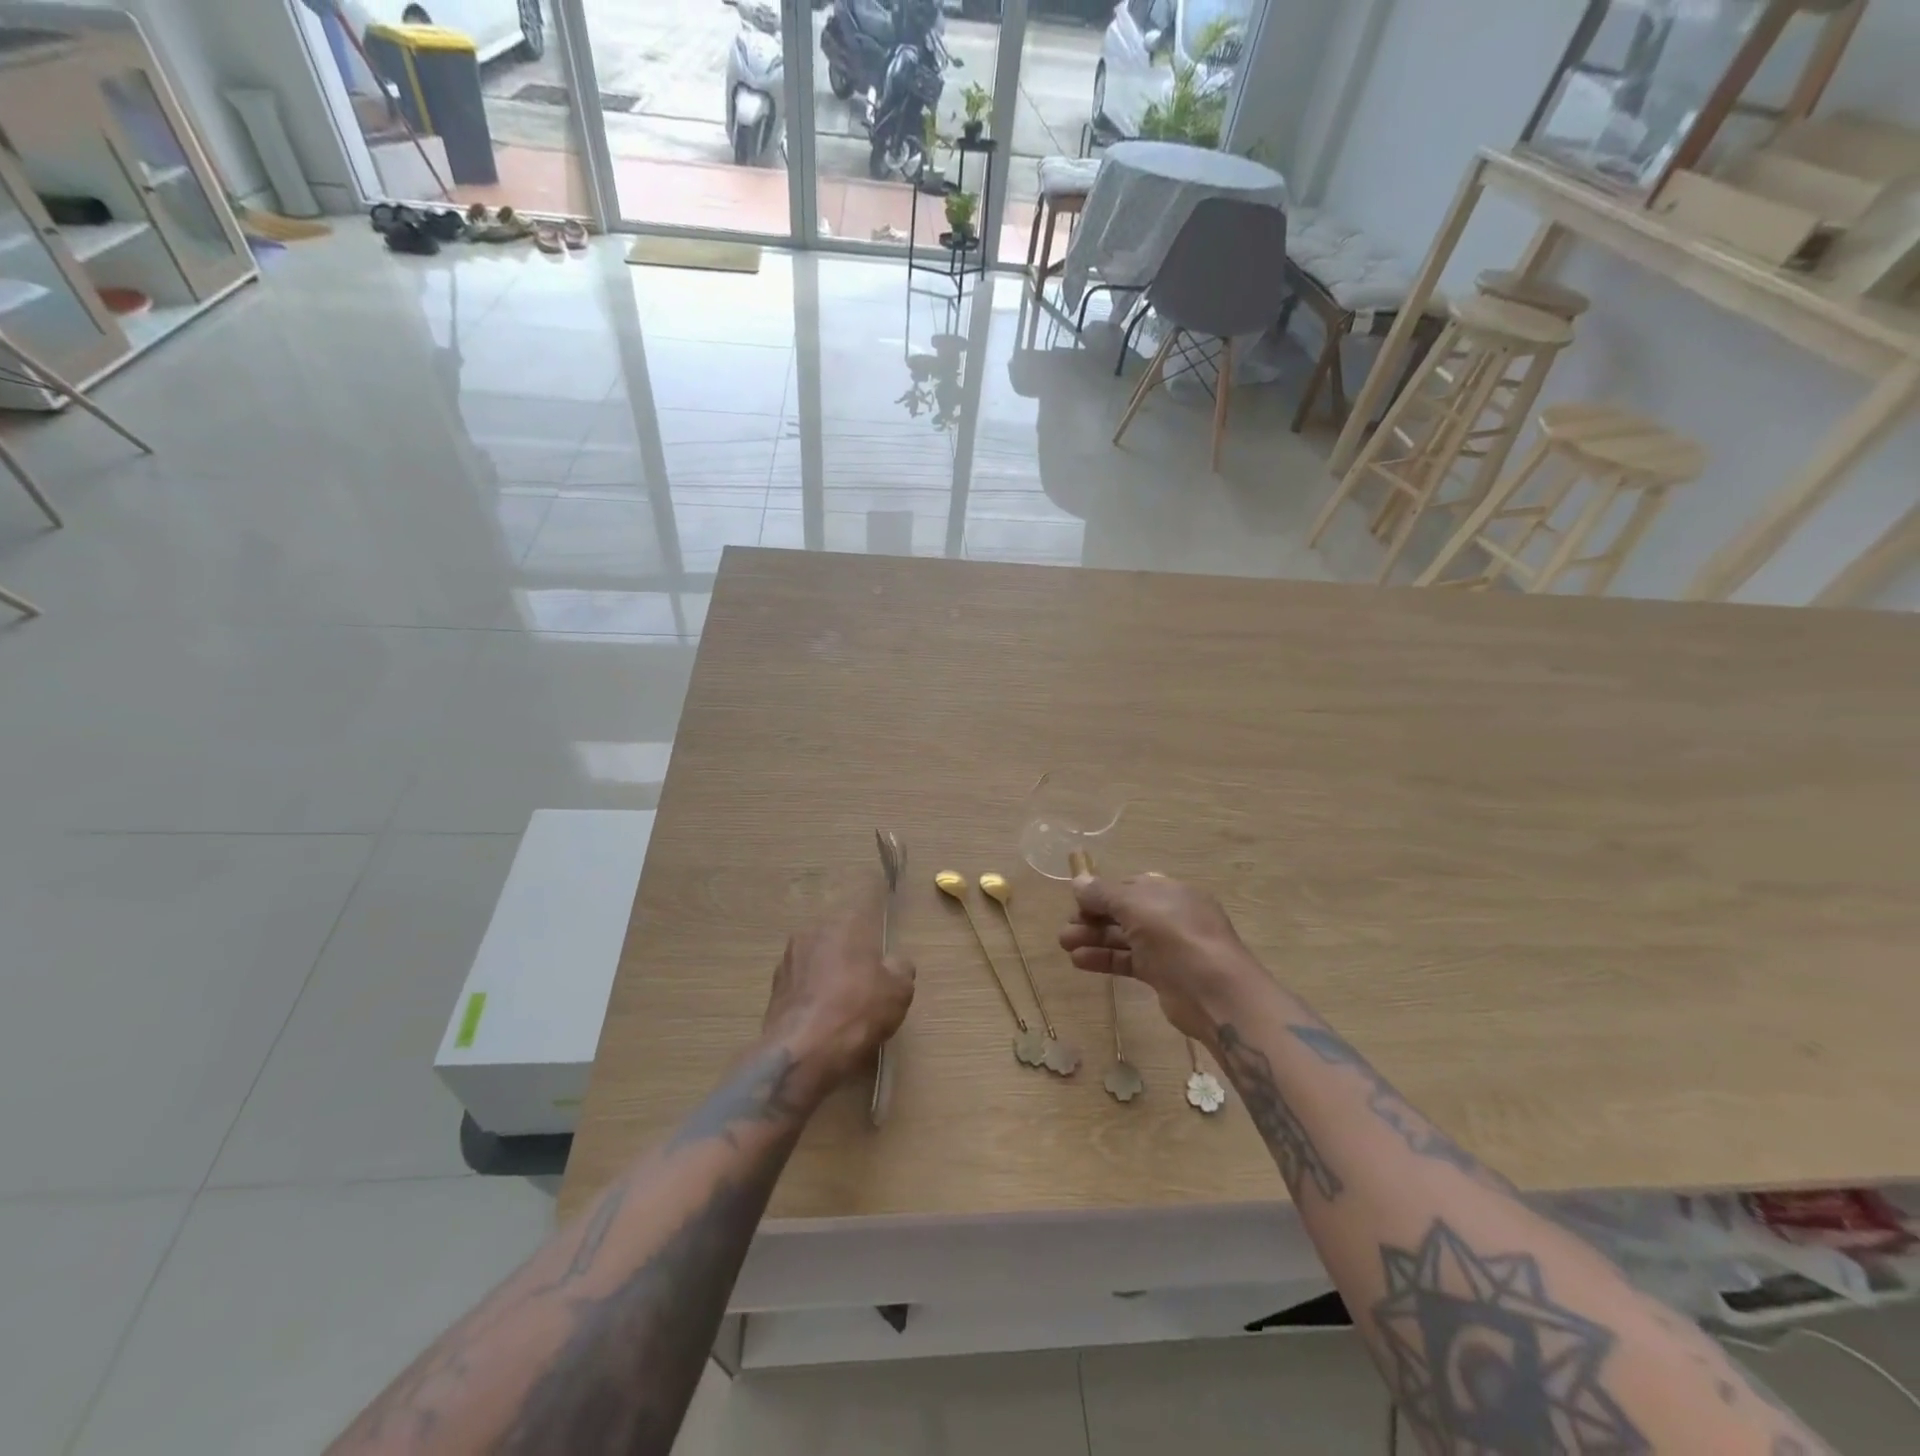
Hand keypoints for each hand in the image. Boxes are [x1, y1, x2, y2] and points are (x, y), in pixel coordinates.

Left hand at [763, 881, 914, 1084]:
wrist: (803, 1052)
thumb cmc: (858, 1010)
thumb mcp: (899, 990)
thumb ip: (900, 967)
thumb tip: (894, 962)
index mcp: (843, 923)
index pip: (863, 906)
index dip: (874, 916)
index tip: (882, 928)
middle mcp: (811, 932)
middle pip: (838, 935)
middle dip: (851, 951)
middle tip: (868, 976)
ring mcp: (788, 961)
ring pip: (817, 960)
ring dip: (829, 973)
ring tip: (845, 1002)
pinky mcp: (774, 991)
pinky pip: (802, 986)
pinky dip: (813, 996)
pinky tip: (824, 1018)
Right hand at [1058, 873, 1261, 1042]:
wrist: (1215, 992)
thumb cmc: (1176, 936)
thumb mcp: (1136, 905)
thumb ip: (1104, 894)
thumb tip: (1078, 881)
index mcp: (1168, 891)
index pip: (1129, 886)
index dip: (1101, 893)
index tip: (1076, 903)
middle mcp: (1169, 915)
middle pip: (1124, 912)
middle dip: (1092, 918)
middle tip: (1065, 929)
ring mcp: (1167, 946)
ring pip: (1124, 937)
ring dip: (1093, 939)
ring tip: (1064, 944)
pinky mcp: (1163, 974)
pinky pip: (1128, 961)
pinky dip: (1105, 959)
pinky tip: (1079, 961)